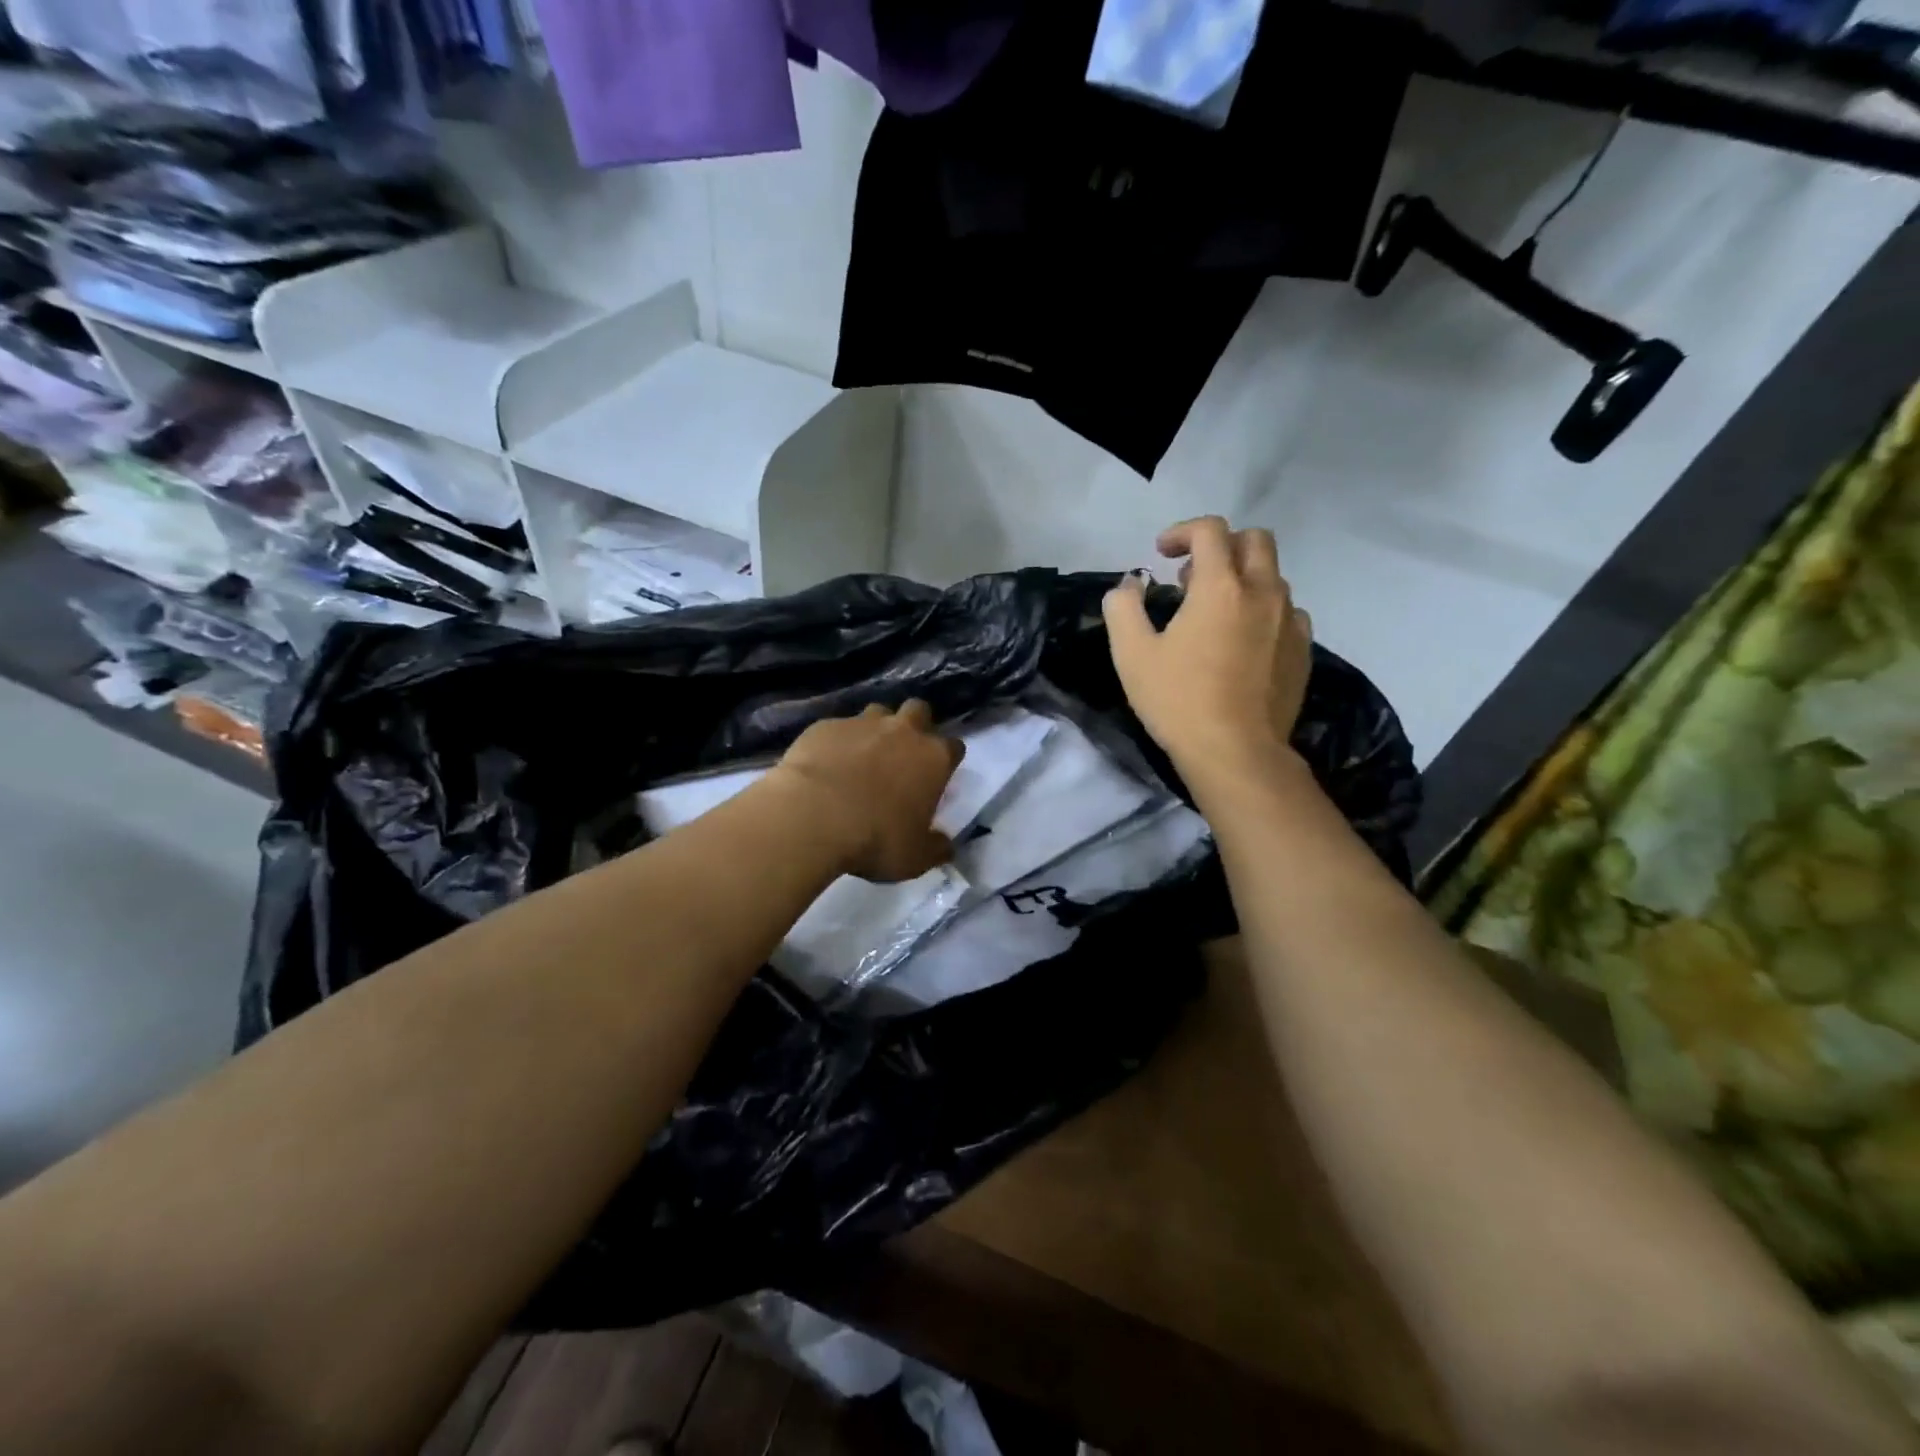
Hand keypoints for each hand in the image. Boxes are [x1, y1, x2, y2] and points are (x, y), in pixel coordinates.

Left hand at [769, 700, 964, 882]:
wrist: (813, 816)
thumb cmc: (876, 839)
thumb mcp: (915, 858)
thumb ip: (935, 847)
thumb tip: (945, 845)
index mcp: (933, 758)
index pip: (953, 747)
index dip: (946, 759)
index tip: (937, 776)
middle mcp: (902, 731)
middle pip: (918, 711)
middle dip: (915, 725)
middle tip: (902, 753)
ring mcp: (861, 723)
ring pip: (876, 712)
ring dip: (875, 730)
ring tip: (862, 756)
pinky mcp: (825, 726)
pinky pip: (837, 728)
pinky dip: (836, 742)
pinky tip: (825, 765)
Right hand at [1103, 516, 1312, 784]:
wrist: (1236, 752)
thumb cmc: (1178, 700)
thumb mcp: (1131, 654)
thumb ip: (1123, 608)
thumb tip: (1130, 584)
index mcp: (1221, 586)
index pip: (1210, 530)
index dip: (1182, 532)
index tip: (1161, 554)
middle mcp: (1263, 592)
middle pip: (1255, 540)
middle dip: (1222, 545)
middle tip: (1192, 577)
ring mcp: (1290, 621)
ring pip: (1273, 577)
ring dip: (1243, 579)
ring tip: (1215, 611)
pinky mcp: (1303, 650)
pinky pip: (1288, 612)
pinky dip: (1264, 611)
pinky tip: (1244, 640)